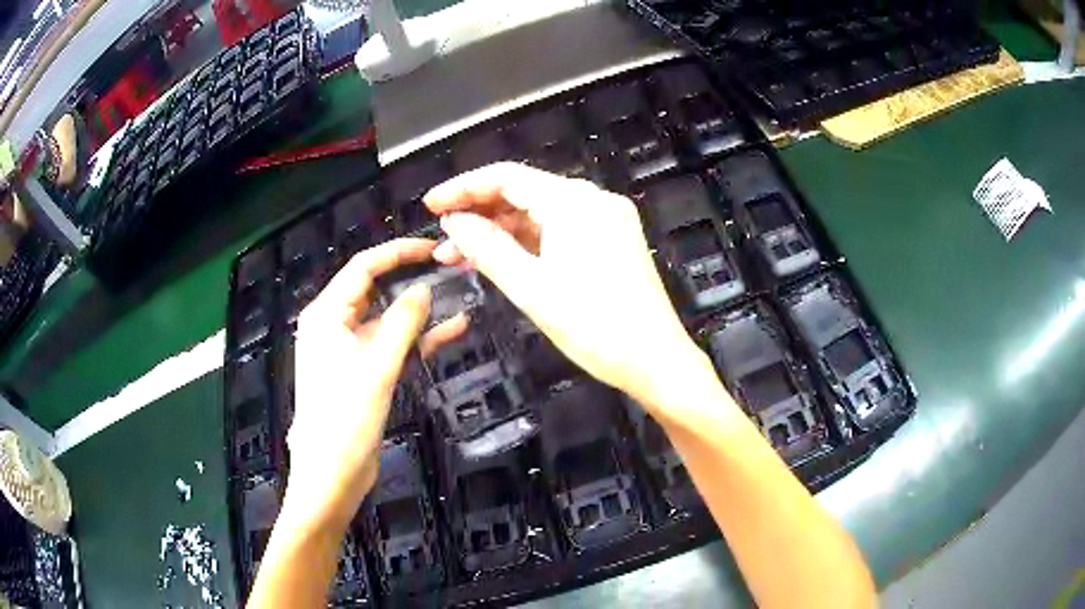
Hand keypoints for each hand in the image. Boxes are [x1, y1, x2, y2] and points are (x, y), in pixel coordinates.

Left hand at [283, 239, 463, 531]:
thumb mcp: (378, 364)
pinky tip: (452, 331)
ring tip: (460, 298)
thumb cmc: (346, 416)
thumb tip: (424, 289)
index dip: (398, 252)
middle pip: (376, 290)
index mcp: (327, 314)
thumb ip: (403, 321)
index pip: (364, 267)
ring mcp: (349, 350)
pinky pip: (391, 346)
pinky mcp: (363, 372)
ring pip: (388, 319)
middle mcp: (335, 325)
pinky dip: (417, 339)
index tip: (433, 247)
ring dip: (420, 312)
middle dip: (412, 279)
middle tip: (451, 269)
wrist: (332, 471)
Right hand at [424, 163, 716, 418]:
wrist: (657, 361)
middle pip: (524, 193)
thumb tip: (453, 223)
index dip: (464, 188)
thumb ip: (487, 248)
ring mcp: (607, 220)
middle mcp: (593, 200)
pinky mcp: (612, 241)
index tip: (431, 205)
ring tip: (462, 255)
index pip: (507, 177)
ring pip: (541, 214)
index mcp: (575, 202)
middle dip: (480, 214)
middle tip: (443, 240)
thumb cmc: (595, 327)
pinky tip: (501, 258)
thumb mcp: (531, 288)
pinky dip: (529, 243)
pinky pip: (560, 231)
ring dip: (501, 231)